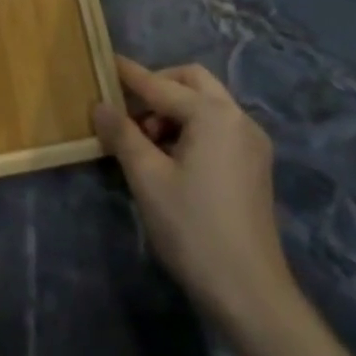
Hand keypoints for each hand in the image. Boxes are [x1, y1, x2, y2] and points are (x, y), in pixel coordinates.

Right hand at [93, 56, 298, 350]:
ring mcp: (252, 143)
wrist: (250, 294)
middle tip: (128, 111)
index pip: (160, 85)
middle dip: (158, 87)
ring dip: (174, 110)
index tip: (105, 60)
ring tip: (144, 141)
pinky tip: (170, 158)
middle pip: (192, 82)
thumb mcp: (147, 178)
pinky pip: (218, 128)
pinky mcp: (254, 167)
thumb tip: (100, 105)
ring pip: (206, 105)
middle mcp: (238, 119)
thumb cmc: (193, 229)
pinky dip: (192, 128)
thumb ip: (122, 134)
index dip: (129, 74)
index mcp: (213, 115)